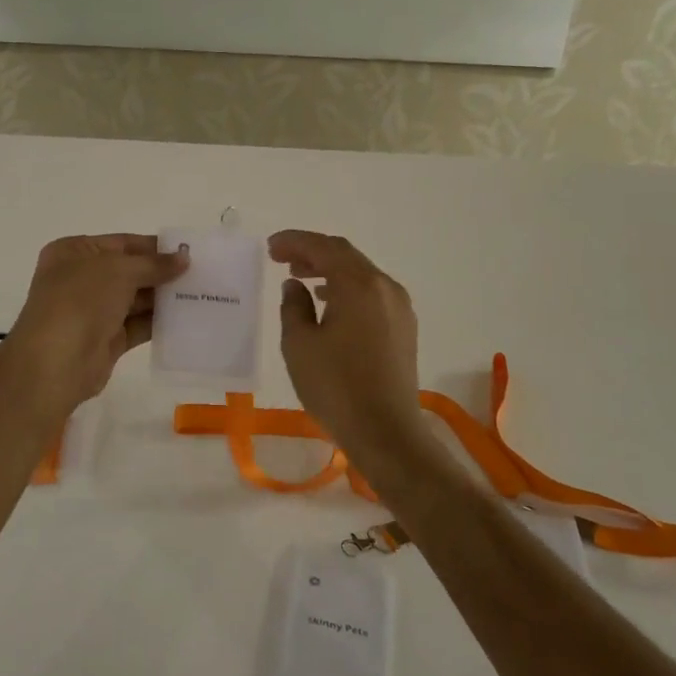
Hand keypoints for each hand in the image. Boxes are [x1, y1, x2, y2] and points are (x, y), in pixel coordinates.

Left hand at [0, 234, 187, 411]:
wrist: (55, 362)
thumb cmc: (80, 301)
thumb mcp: (118, 270)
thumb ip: (154, 264)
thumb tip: (184, 258)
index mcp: (74, 252)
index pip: (122, 243)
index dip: (154, 246)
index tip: (189, 251)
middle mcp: (81, 278)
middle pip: (130, 271)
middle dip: (162, 272)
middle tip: (203, 274)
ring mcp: (92, 311)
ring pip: (135, 299)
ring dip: (164, 297)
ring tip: (202, 294)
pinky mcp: (106, 339)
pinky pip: (137, 325)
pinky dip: (159, 321)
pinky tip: (187, 318)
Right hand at [269, 230, 421, 449]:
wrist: (386, 432)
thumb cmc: (336, 386)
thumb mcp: (299, 344)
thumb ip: (293, 306)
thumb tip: (296, 286)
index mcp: (359, 284)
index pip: (324, 248)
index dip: (295, 242)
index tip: (271, 247)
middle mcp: (385, 287)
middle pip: (346, 256)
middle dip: (312, 252)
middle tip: (281, 258)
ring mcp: (399, 308)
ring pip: (361, 275)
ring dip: (330, 271)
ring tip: (301, 278)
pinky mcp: (404, 328)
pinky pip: (372, 294)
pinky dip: (347, 289)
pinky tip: (330, 304)